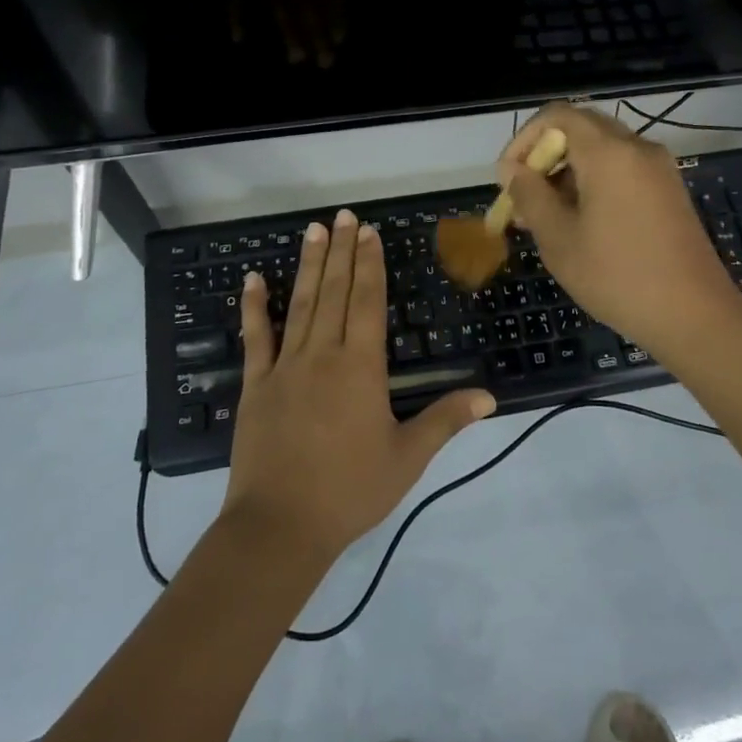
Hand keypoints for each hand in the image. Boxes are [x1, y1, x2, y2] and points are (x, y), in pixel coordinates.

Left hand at [222, 208, 495, 560]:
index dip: (370, 265)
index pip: (368, 303)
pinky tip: (252, 279)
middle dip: (342, 251)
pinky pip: (255, 338)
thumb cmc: (350, 491)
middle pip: (335, 292)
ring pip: (300, 305)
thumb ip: (445, 421)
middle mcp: (323, 355)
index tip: (369, 233)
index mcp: (361, 368)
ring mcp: (285, 367)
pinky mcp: (256, 385)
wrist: (280, 526)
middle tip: (344, 216)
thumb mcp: (407, 458)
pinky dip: (253, 307)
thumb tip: (489, 396)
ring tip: (313, 230)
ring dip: (308, 265)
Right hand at [497, 103, 741, 359]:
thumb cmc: (617, 276)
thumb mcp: (559, 239)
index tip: (508, 179)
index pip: (557, 116)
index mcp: (609, 152)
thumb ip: (530, 195)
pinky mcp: (669, 191)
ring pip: (602, 151)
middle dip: (544, 157)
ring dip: (568, 173)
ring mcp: (658, 169)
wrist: (695, 316)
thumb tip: (511, 169)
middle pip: (580, 129)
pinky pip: (623, 170)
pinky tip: (580, 223)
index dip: (524, 140)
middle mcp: (637, 148)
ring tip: (545, 218)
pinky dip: (594, 183)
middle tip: (523, 198)